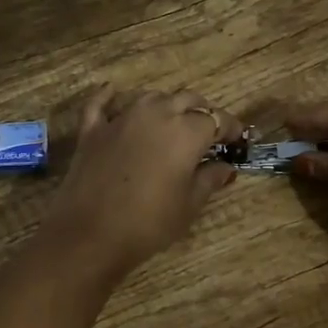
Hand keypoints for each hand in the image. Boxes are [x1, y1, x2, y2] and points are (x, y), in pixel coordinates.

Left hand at [41, 88, 240, 280]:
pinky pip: (101, 103)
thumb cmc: (149, 223)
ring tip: (171, 122)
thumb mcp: (189, 205)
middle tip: (207, 132)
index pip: (216, 119)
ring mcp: (121, 119)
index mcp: (186, 131)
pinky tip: (113, 93)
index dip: (230, 128)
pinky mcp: (92, 130)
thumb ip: (210, 179)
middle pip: (186, 100)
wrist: (91, 234)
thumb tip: (225, 167)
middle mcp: (156, 114)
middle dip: (201, 112)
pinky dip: (110, 97)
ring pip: (150, 97)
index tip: (236, 139)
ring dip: (165, 105)